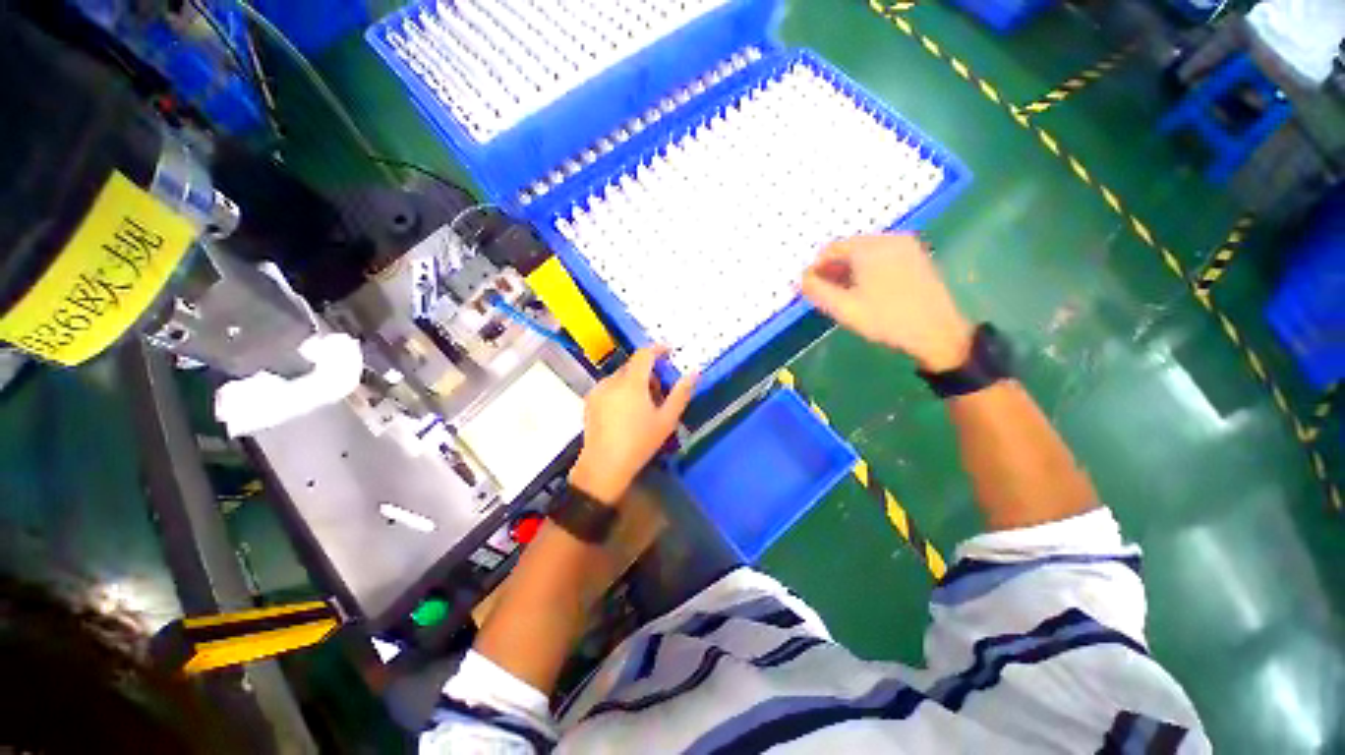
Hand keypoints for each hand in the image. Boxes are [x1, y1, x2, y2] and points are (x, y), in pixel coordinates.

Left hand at [569, 347, 696, 503]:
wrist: (604, 466)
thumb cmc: (639, 443)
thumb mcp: (666, 420)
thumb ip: (681, 394)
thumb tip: (695, 373)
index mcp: (632, 382)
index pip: (644, 354)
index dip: (658, 349)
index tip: (669, 351)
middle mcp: (612, 381)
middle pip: (633, 366)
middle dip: (648, 372)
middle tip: (660, 392)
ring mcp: (598, 390)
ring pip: (621, 377)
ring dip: (634, 382)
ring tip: (643, 405)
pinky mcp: (590, 401)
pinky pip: (609, 387)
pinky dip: (621, 390)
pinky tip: (626, 412)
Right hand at [801, 233, 973, 371]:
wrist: (937, 332)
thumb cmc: (885, 319)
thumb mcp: (844, 308)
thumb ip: (817, 290)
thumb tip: (802, 278)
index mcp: (869, 248)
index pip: (831, 249)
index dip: (816, 268)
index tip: (811, 288)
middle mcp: (888, 239)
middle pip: (849, 249)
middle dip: (833, 269)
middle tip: (827, 294)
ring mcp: (906, 246)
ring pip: (866, 253)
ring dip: (850, 270)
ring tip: (846, 295)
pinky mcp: (916, 256)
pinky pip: (882, 257)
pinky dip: (868, 269)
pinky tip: (868, 291)